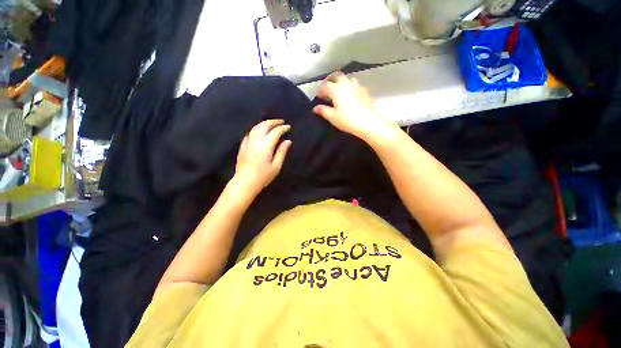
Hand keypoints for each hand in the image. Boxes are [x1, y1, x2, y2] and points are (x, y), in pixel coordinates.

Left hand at [232, 119, 291, 196]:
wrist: (244, 183)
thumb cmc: (263, 177)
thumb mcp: (276, 166)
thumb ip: (282, 152)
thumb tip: (288, 141)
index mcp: (265, 146)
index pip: (275, 132)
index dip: (282, 128)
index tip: (288, 127)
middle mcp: (256, 141)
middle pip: (264, 126)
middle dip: (273, 122)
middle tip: (281, 122)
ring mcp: (248, 142)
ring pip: (256, 127)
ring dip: (265, 123)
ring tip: (272, 123)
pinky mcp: (243, 146)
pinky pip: (250, 132)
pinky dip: (257, 128)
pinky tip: (260, 130)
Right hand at [313, 72, 396, 141]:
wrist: (369, 122)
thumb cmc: (348, 120)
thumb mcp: (333, 117)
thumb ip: (323, 111)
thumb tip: (315, 108)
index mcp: (336, 90)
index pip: (325, 86)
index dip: (321, 90)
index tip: (318, 96)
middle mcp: (346, 84)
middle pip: (337, 76)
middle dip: (330, 80)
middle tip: (327, 88)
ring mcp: (357, 86)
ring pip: (347, 78)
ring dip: (341, 81)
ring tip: (338, 89)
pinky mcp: (364, 91)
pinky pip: (355, 84)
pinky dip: (350, 86)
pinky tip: (350, 94)